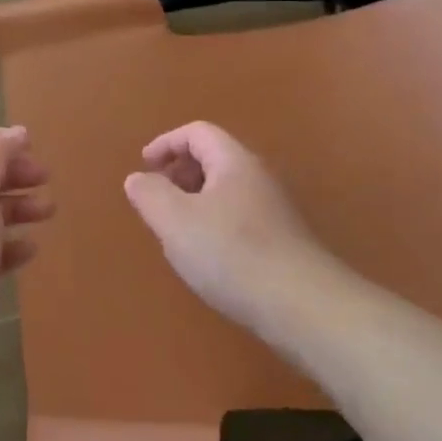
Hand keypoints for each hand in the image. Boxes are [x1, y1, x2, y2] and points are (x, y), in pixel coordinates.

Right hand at [122, 121, 321, 327]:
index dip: (165, 143)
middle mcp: (258, 178)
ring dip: (194, 201)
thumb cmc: (231, 253)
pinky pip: (238, 218)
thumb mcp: (174, 220)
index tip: (144, 167)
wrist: (303, 307)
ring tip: (176, 231)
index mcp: (234, 162)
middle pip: (213, 158)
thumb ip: (149, 193)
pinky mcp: (281, 242)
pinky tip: (207, 257)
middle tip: (157, 199)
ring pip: (225, 191)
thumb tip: (138, 178)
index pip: (197, 132)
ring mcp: (274, 211)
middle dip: (179, 172)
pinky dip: (213, 224)